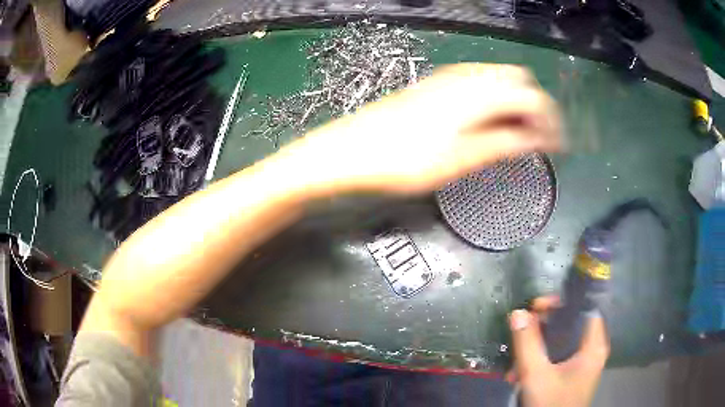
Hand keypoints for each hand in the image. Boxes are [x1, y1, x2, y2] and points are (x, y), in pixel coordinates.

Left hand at [284, 63, 561, 194]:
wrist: (348, 151)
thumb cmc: (401, 161)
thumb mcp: (458, 160)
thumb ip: (502, 143)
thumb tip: (536, 139)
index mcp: (477, 92)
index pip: (532, 96)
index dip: (550, 120)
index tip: (557, 146)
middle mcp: (465, 76)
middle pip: (518, 80)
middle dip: (535, 107)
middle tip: (537, 140)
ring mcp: (447, 78)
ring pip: (498, 80)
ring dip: (515, 103)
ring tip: (518, 136)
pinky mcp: (434, 85)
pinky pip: (478, 84)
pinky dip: (495, 100)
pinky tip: (490, 123)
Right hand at [508, 299, 609, 406]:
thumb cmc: (550, 404)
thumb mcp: (536, 375)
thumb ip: (527, 343)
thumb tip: (517, 312)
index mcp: (593, 346)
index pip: (584, 308)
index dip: (562, 303)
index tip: (536, 307)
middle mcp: (592, 350)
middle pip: (570, 324)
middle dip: (543, 327)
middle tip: (522, 328)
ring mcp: (582, 363)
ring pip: (561, 341)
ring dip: (537, 346)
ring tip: (515, 360)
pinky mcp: (572, 374)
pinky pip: (557, 356)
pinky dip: (540, 359)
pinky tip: (519, 372)